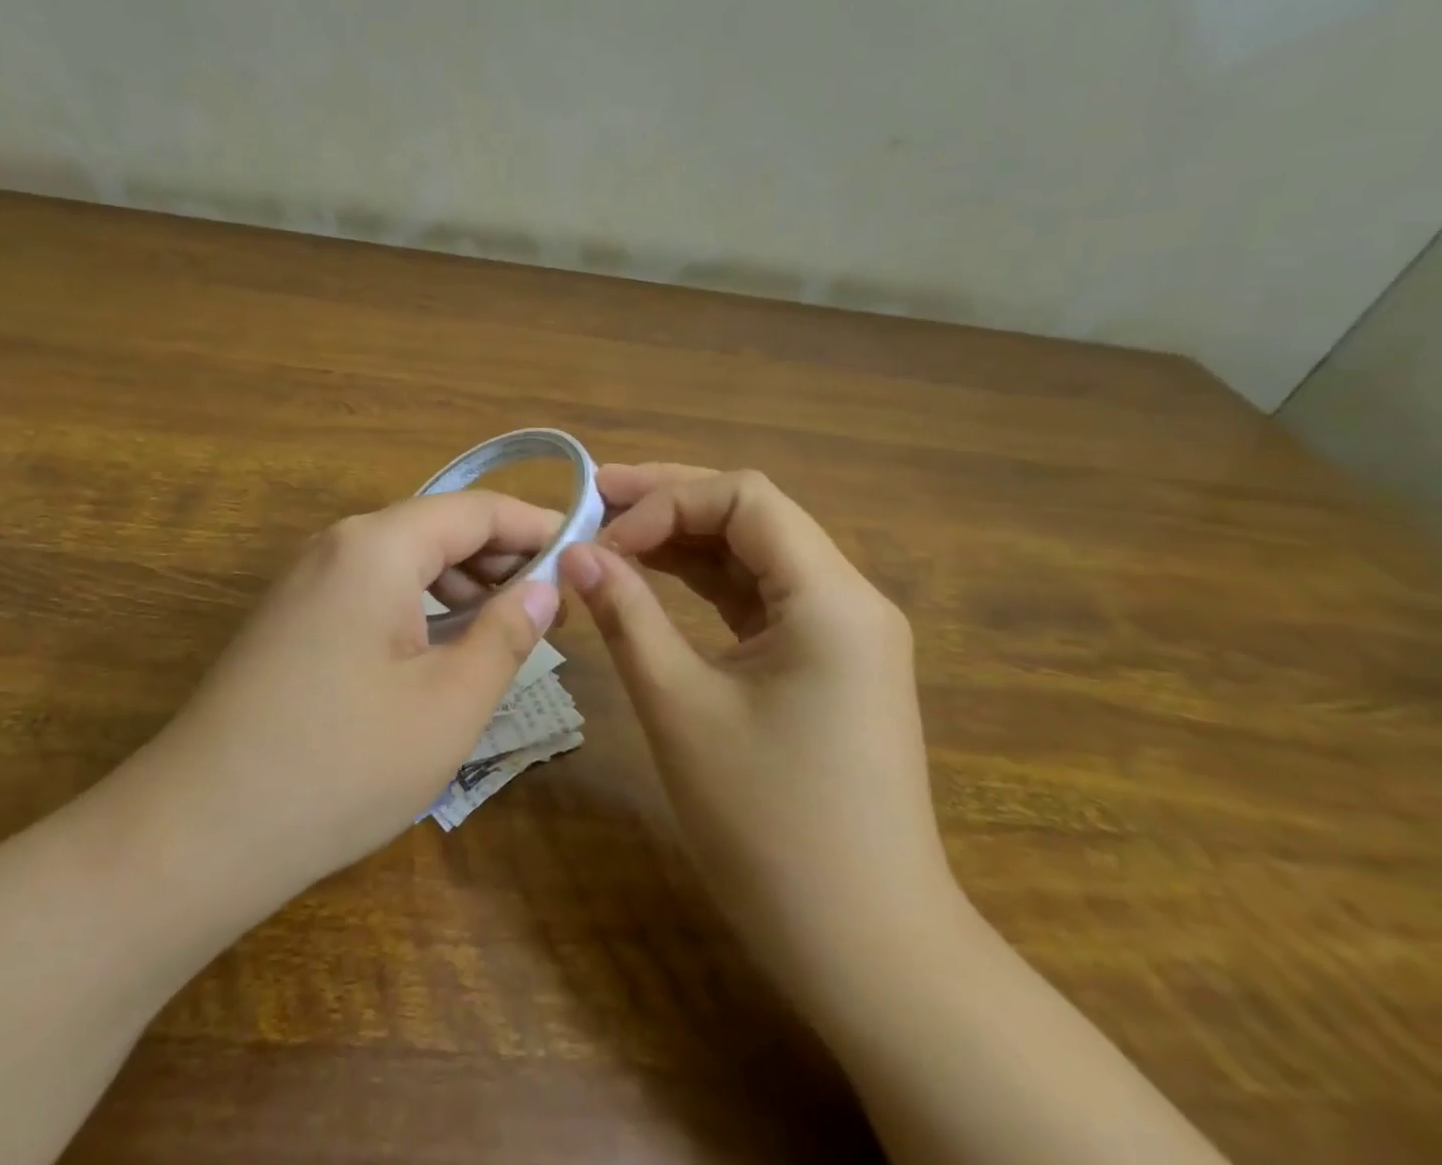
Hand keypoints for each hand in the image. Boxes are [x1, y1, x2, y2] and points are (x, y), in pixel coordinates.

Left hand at [154, 492, 560, 905]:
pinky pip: (372, 587)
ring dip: (461, 583)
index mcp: (378, 546)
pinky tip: (441, 649)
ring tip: (506, 630)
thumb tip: (546, 586)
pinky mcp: (291, 616)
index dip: (536, 527)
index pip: (476, 510)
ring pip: (404, 559)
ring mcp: (306, 579)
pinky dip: (419, 604)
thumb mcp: (449, 703)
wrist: (197, 831)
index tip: (584, 554)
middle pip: (438, 527)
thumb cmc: (341, 764)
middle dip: (500, 557)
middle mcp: (338, 544)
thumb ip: (507, 633)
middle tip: (554, 605)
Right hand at [559, 464, 956, 995]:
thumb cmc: (769, 826)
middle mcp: (848, 598)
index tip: (604, 541)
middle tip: (596, 496)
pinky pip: (761, 597)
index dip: (665, 501)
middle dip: (671, 501)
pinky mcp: (827, 662)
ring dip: (684, 538)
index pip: (744, 498)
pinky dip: (705, 582)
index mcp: (831, 598)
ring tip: (613, 532)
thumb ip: (627, 616)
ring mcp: (842, 632)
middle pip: (752, 515)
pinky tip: (655, 578)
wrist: (866, 948)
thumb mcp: (680, 707)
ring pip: (755, 554)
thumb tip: (576, 554)